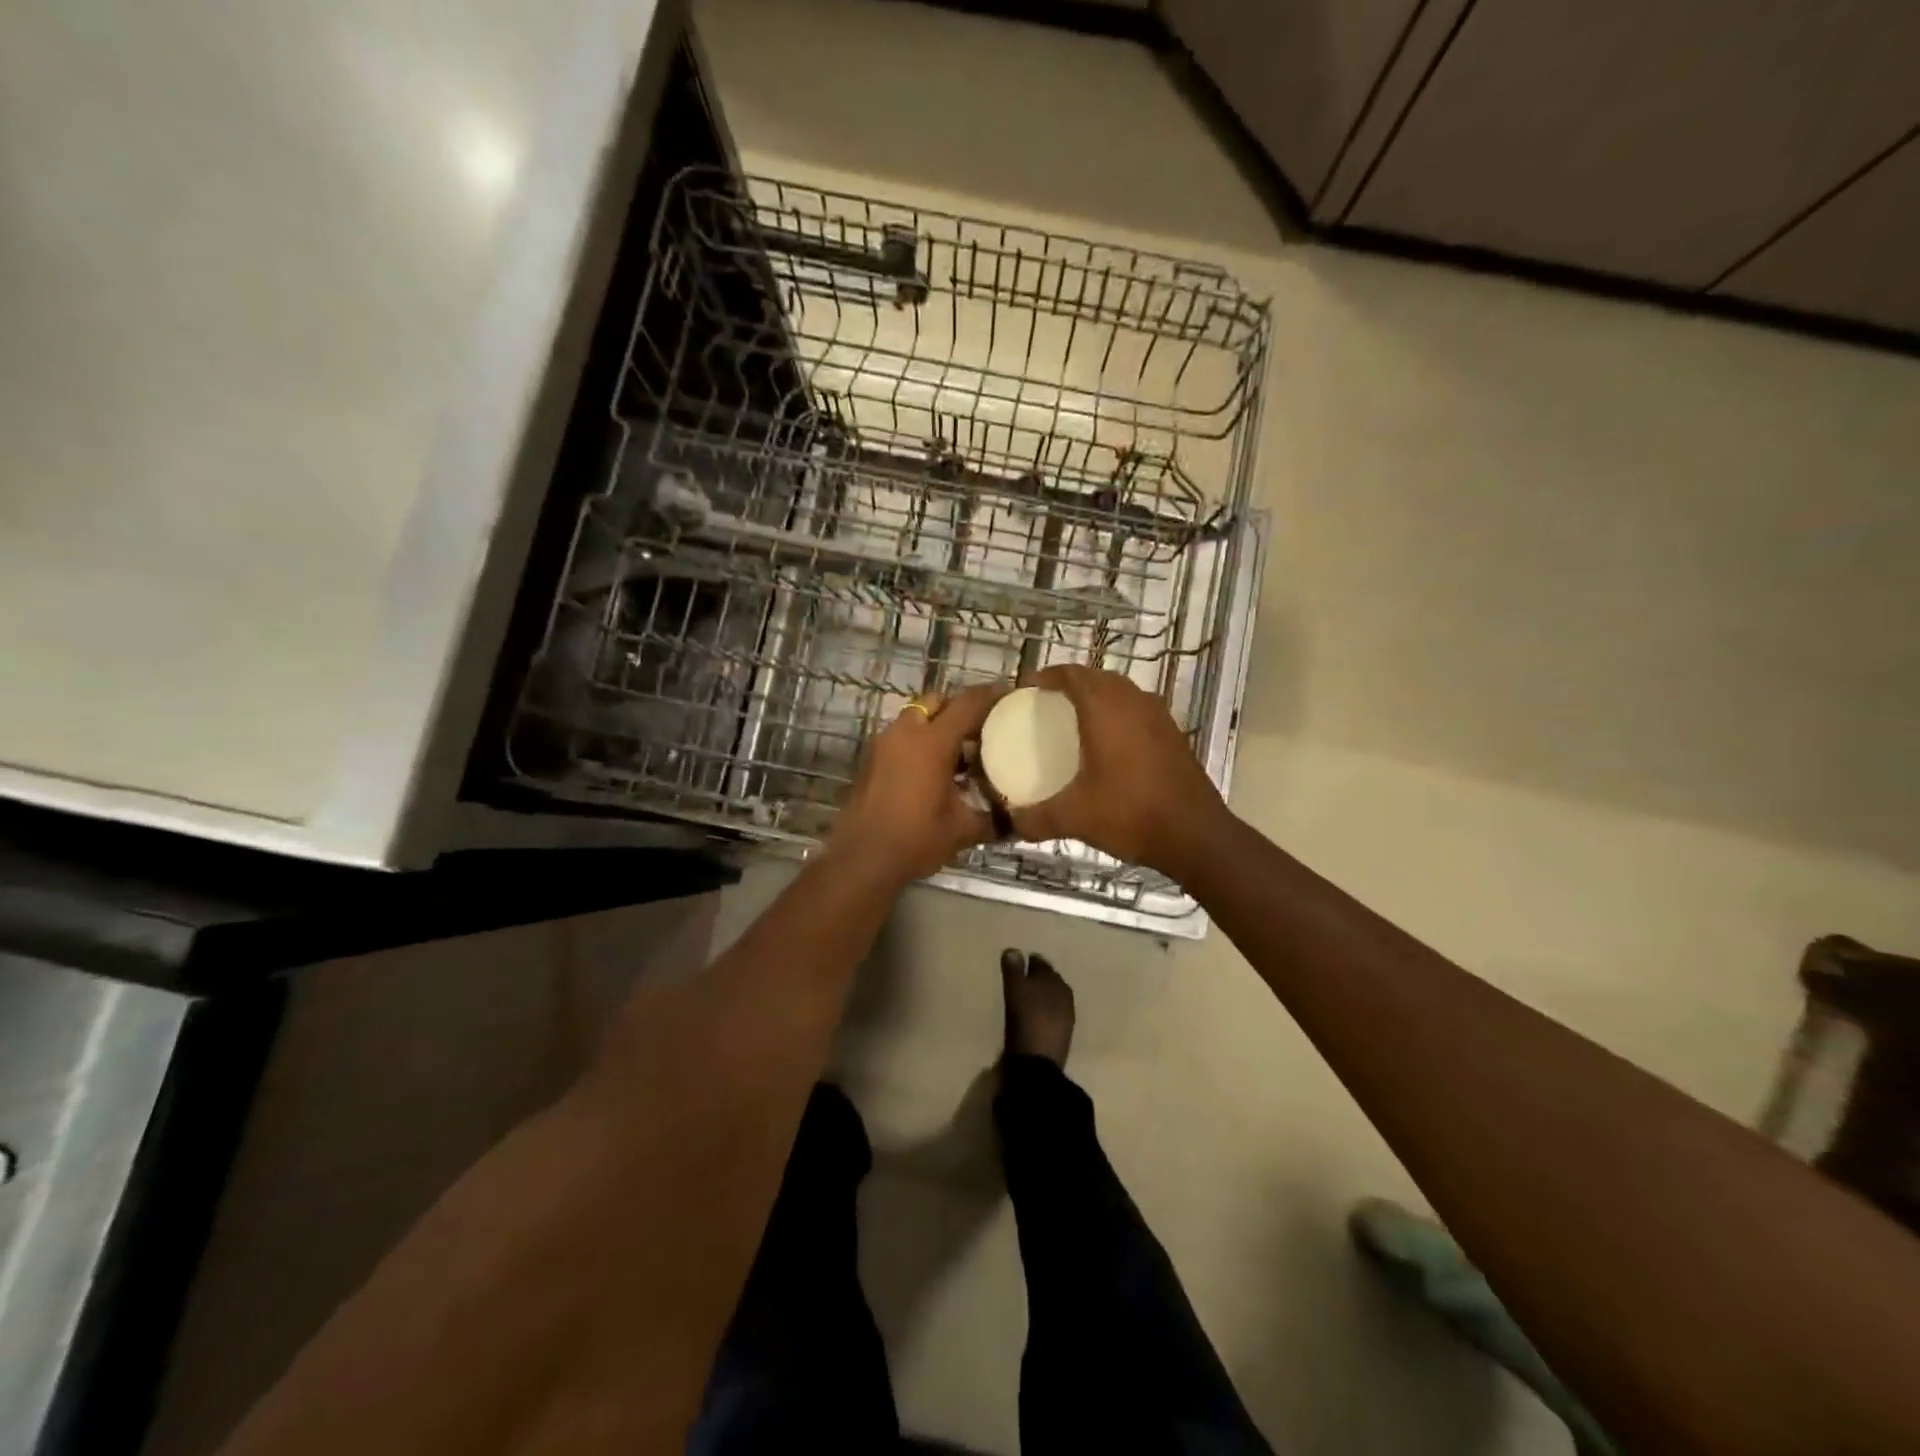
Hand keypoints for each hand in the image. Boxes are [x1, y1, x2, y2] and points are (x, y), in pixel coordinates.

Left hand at [828, 683, 1008, 886]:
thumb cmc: (916, 839)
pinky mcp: (870, 759)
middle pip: (937, 701)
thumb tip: (1017, 821)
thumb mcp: (962, 830)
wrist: (861, 859)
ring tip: (958, 753)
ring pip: (915, 718)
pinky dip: (918, 742)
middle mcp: (906, 733)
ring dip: (936, 726)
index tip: (1009, 695)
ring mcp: (883, 744)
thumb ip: (993, 820)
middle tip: (981, 728)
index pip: (967, 704)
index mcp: (932, 742)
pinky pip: (900, 737)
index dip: (991, 695)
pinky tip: (932, 770)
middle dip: (959, 708)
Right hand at [1009, 665, 1227, 880]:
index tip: (1025, 689)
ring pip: (1121, 691)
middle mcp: (1133, 702)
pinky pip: (1137, 709)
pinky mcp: (1173, 734)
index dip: (1046, 676)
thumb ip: (1034, 818)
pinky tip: (1108, 742)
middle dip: (1069, 683)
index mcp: (1105, 709)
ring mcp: (1158, 716)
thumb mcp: (1074, 818)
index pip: (1071, 674)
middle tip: (1045, 703)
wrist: (1195, 835)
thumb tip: (1010, 821)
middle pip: (1096, 677)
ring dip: (1097, 696)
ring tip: (1073, 718)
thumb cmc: (1130, 814)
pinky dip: (1118, 713)